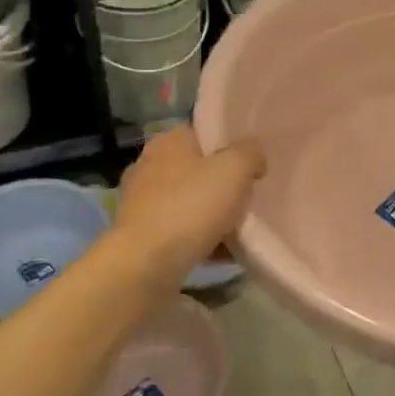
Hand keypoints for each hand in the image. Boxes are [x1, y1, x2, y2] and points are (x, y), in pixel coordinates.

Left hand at [115, 127, 264, 274]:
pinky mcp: (141, 234)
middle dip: (222, 183)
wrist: (146, 264)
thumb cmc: (191, 206)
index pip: (203, 131)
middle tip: (247, 197)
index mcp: (168, 142)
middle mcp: (149, 166)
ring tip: (237, 229)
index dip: (229, 143)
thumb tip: (253, 156)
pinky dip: (199, 238)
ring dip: (213, 214)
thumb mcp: (235, 169)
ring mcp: (141, 202)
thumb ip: (250, 152)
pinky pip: (180, 230)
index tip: (250, 162)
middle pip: (198, 169)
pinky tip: (221, 253)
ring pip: (190, 201)